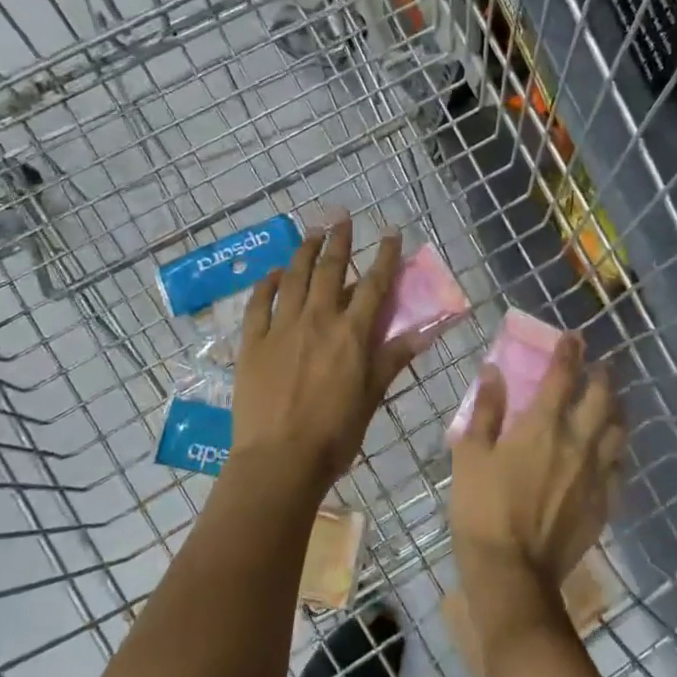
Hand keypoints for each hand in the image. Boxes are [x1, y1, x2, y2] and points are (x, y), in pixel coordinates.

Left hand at [232, 219, 419, 490]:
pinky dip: (268, 283)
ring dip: (304, 251)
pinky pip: (259, 303)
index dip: (384, 257)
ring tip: (311, 232)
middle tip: (342, 217)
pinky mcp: (253, 342)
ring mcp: (281, 328)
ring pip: (294, 278)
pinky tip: (275, 272)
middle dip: (339, 240)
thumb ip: (392, 360)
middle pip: (330, 270)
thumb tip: (423, 333)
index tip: (391, 233)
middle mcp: (318, 320)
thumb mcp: (371, 397)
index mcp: (351, 334)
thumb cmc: (334, 434)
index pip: (373, 285)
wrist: (280, 459)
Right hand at [450, 332, 623, 606]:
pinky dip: (615, 453)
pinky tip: (610, 455)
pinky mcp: (604, 503)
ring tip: (611, 404)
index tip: (574, 337)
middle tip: (599, 367)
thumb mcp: (470, 455)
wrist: (513, 573)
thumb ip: (485, 410)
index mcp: (543, 426)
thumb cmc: (482, 509)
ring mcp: (596, 474)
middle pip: (602, 398)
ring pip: (618, 431)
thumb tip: (494, 372)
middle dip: (602, 376)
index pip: (563, 376)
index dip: (569, 352)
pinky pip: (619, 469)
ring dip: (616, 410)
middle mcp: (578, 442)